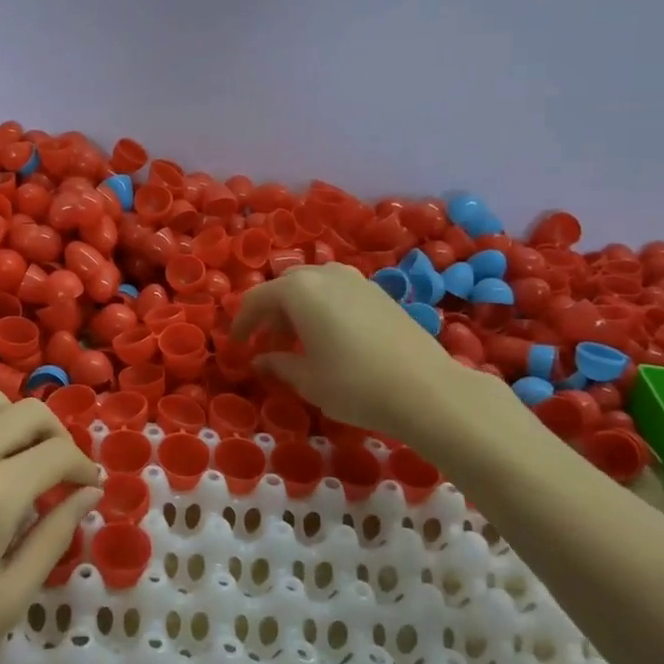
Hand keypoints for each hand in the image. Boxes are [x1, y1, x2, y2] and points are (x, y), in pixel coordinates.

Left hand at [0, 389, 101, 663]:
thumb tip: (89, 495)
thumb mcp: (5, 601)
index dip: (83, 467)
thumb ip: (54, 538)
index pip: (58, 453)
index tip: (88, 487)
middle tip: (61, 472)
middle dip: (57, 435)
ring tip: (18, 461)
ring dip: (15, 422)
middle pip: (28, 412)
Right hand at [232, 262, 528, 456]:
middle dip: (270, 314)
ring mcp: (356, 281)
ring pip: (313, 288)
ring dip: (297, 311)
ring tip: (297, 344)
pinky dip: (322, 310)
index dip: (242, 323)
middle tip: (266, 344)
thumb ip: (278, 364)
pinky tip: (329, 340)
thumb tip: (260, 360)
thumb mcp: (307, 380)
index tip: (236, 346)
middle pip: (285, 287)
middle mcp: (325, 275)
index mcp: (299, 290)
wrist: (428, 389)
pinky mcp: (379, 293)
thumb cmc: (355, 384)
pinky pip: (337, 293)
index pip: (257, 299)